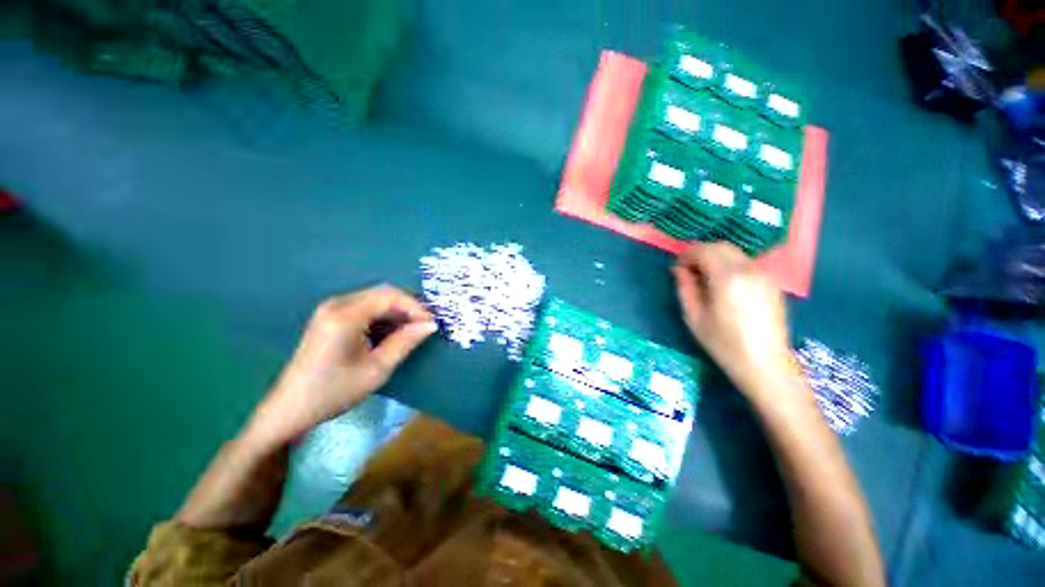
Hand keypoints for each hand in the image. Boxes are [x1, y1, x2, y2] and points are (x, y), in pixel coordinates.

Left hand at [247, 285, 436, 446]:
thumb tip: (430, 325)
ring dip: (396, 313)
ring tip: (411, 332)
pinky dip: (383, 317)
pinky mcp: (330, 317)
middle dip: (407, 308)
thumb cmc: (334, 392)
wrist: (291, 409)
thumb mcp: (377, 369)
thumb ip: (405, 342)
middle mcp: (337, 304)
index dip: (415, 306)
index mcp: (345, 316)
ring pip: (375, 300)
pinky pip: (365, 308)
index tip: (431, 324)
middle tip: (424, 327)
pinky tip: (390, 334)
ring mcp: (331, 309)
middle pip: (383, 294)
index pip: (390, 296)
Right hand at [671, 243, 799, 402]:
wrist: (765, 364)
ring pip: (735, 253)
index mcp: (727, 278)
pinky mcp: (772, 283)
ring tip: (703, 276)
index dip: (687, 254)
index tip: (677, 266)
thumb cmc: (723, 344)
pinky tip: (722, 283)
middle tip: (687, 269)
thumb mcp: (694, 317)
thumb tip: (678, 270)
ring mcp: (764, 275)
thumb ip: (685, 288)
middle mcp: (748, 270)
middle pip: (721, 246)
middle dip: (701, 252)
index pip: (704, 251)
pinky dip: (730, 264)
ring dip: (715, 257)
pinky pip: (746, 263)